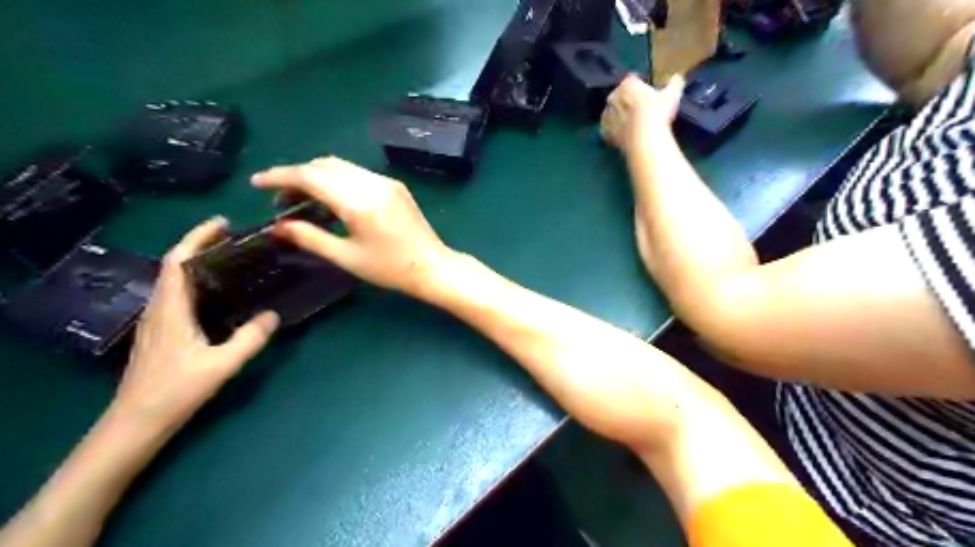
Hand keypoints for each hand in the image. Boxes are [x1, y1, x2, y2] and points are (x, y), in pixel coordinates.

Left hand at [115, 218, 282, 435]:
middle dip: (201, 245)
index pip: (178, 261)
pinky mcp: (160, 331)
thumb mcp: (222, 365)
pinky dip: (197, 282)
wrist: (136, 421)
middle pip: (175, 265)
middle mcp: (160, 308)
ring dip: (199, 263)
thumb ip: (250, 339)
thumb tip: (274, 314)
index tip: (222, 224)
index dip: (197, 237)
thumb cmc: (176, 391)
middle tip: (234, 239)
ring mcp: (157, 320)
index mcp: (171, 309)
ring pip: (175, 280)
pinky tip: (218, 292)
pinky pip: (178, 295)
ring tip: (230, 259)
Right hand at [247, 156, 451, 296]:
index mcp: (359, 202)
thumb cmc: (390, 269)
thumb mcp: (346, 257)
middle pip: (323, 165)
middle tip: (279, 200)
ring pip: (340, 166)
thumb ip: (310, 238)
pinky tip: (329, 200)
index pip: (310, 176)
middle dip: (296, 176)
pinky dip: (336, 180)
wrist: (432, 267)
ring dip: (316, 176)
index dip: (279, 176)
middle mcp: (372, 183)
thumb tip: (278, 227)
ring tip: (301, 201)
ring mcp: (386, 181)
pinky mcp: (394, 185)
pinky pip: (357, 173)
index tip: (256, 183)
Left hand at [604, 72, 683, 154]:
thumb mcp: (672, 95)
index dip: (639, 84)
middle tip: (638, 107)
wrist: (644, 140)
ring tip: (630, 121)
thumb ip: (674, 83)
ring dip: (617, 114)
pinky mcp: (605, 133)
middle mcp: (613, 97)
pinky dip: (612, 130)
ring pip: (610, 112)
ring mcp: (607, 116)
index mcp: (627, 85)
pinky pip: (606, 129)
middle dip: (626, 99)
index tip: (646, 91)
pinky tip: (621, 133)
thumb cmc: (658, 113)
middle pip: (618, 95)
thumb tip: (677, 78)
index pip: (631, 80)